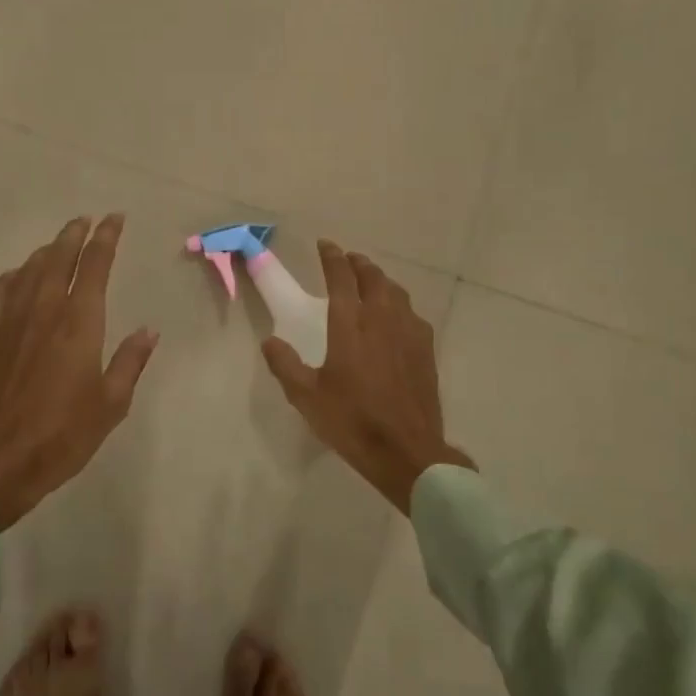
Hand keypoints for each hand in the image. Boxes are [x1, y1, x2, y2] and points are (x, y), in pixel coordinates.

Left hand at [0, 215, 158, 529]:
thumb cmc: (60, 436)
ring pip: (29, 269)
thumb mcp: (110, 405)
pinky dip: (12, 276)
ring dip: (46, 250)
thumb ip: (129, 362)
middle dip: (74, 234)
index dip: (106, 239)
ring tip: (58, 243)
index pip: (95, 266)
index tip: (114, 219)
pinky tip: (17, 278)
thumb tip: (149, 331)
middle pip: (58, 257)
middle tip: (86, 220)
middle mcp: (43, 310)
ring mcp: (10, 320)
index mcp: (79, 323)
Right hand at [262, 241, 472, 513]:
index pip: (341, 278)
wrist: (406, 450)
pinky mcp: (425, 349)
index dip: (332, 257)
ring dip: (380, 280)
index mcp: (350, 325)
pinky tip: (395, 317)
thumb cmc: (352, 421)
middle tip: (347, 260)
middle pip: (373, 277)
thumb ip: (285, 365)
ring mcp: (408, 332)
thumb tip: (269, 342)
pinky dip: (398, 304)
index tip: (325, 245)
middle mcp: (381, 319)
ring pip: (395, 292)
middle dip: (358, 264)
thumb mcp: (307, 397)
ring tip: (370, 282)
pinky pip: (411, 313)